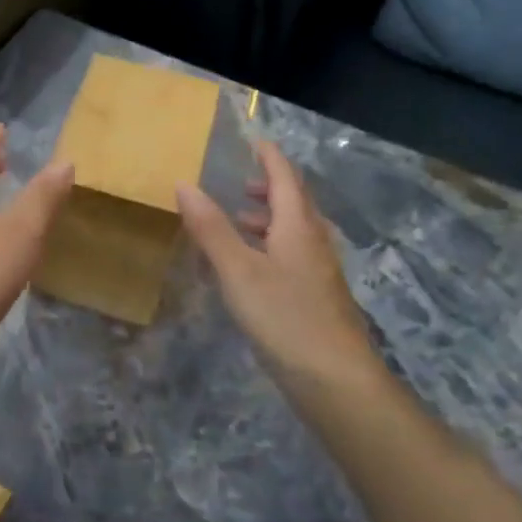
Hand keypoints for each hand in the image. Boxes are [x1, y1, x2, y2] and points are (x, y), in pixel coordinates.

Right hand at [177, 139, 380, 391]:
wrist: (336, 381)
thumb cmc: (285, 317)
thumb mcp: (238, 270)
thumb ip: (211, 228)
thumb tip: (185, 184)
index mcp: (298, 227)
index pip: (286, 179)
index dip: (270, 158)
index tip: (255, 141)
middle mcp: (314, 244)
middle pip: (296, 204)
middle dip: (270, 188)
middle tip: (242, 183)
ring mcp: (318, 273)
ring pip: (294, 233)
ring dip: (269, 219)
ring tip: (238, 222)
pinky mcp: (316, 299)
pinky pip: (291, 257)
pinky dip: (269, 248)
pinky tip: (249, 269)